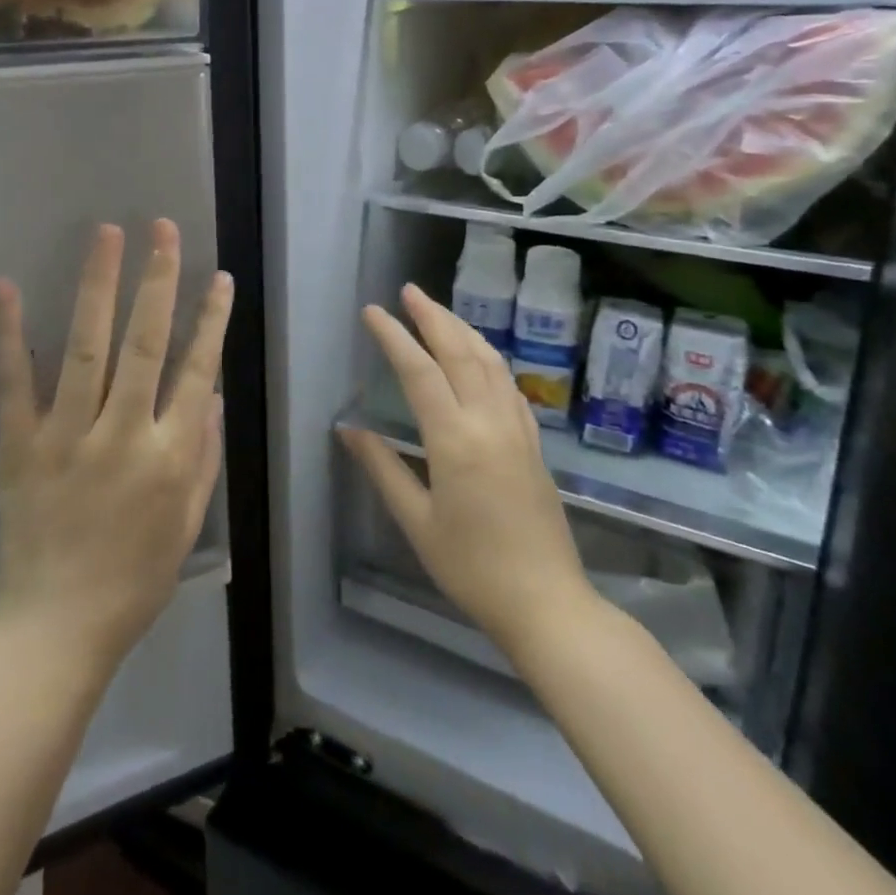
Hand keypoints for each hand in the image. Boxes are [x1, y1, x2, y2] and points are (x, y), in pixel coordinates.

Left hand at [0, 219, 231, 677]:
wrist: (53, 631)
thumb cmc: (133, 581)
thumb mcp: (187, 524)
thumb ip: (202, 455)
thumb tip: (211, 390)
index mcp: (168, 457)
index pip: (196, 371)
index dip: (211, 320)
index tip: (218, 275)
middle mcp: (122, 436)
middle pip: (144, 345)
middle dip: (157, 281)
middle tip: (162, 229)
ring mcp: (66, 437)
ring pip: (86, 349)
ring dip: (97, 287)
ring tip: (107, 235)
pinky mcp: (18, 446)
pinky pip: (14, 383)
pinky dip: (9, 333)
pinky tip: (5, 285)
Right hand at [342, 284, 597, 664]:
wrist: (547, 603)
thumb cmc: (472, 568)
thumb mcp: (417, 523)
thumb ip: (383, 468)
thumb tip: (349, 429)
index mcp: (455, 440)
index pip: (419, 371)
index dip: (394, 337)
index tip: (373, 312)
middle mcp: (489, 422)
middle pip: (460, 352)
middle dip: (433, 316)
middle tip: (409, 291)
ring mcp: (517, 429)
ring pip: (490, 362)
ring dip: (463, 329)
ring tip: (439, 311)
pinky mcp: (533, 443)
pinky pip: (509, 384)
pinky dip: (489, 358)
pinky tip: (480, 357)